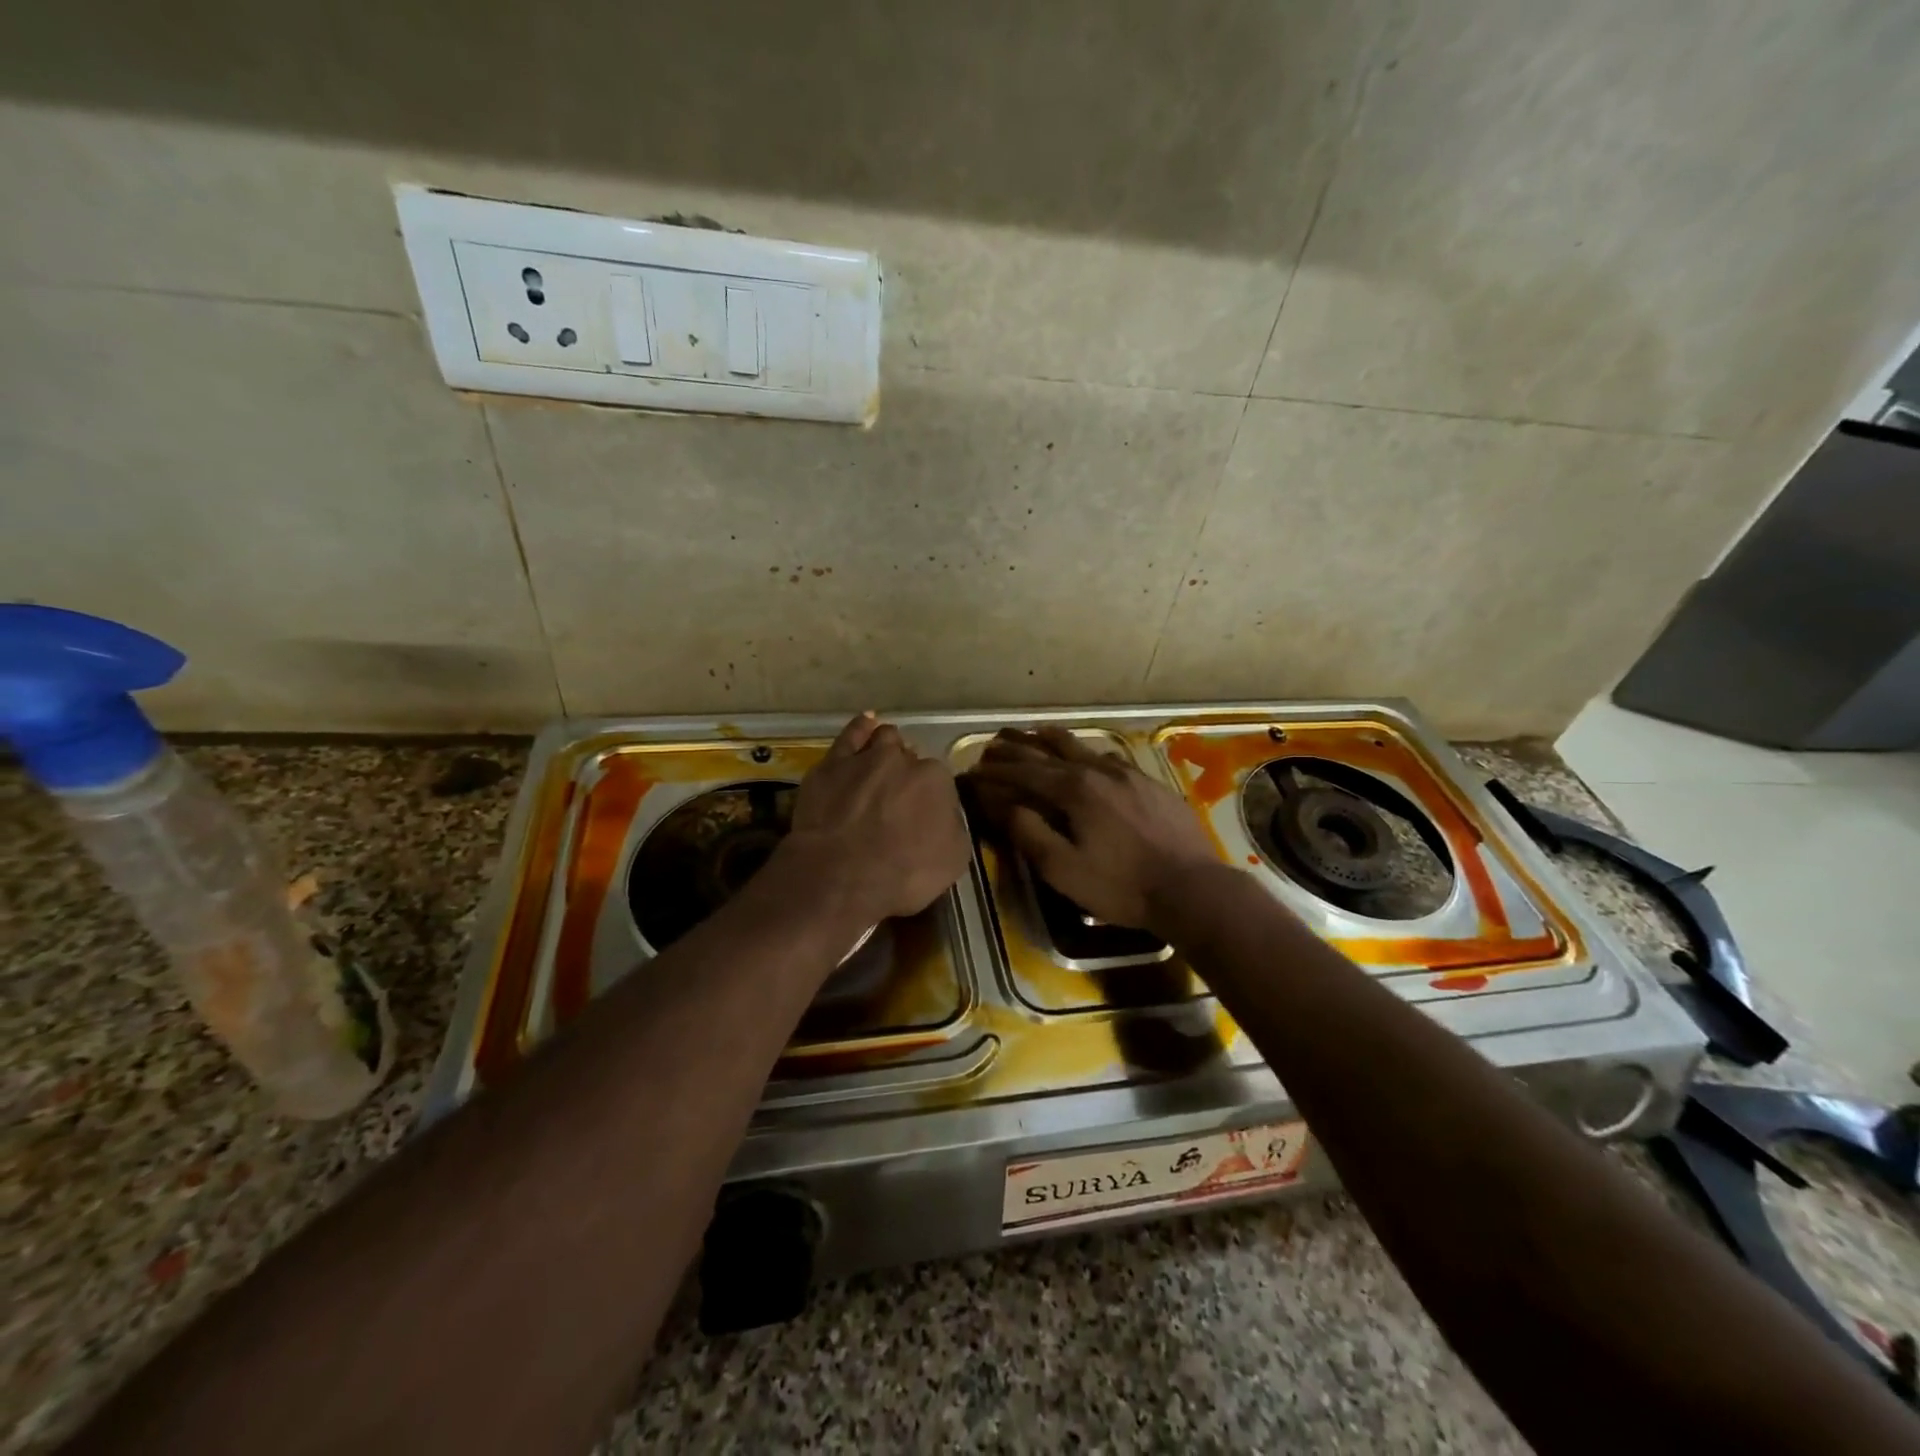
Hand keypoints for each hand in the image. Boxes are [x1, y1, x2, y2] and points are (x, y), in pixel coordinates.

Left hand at [779, 712, 970, 924]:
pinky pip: (850, 735)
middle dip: (907, 775)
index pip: (938, 780)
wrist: (841, 876)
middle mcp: (902, 760)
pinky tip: (867, 723)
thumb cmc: (904, 873)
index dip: (930, 797)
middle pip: (910, 759)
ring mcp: (865, 758)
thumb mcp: (953, 859)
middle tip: (898, 800)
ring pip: (883, 739)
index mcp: (936, 779)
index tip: (922, 814)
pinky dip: (861, 727)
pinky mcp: (831, 765)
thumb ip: (954, 826)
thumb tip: (946, 814)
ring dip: (887, 748)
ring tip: (883, 761)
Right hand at [965, 727, 1219, 931]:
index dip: (994, 772)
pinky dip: (1085, 753)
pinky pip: (1108, 757)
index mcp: (1073, 789)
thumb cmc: (1121, 885)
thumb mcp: (1063, 869)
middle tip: (992, 744)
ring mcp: (1127, 773)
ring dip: (1050, 740)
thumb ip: (1029, 832)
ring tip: (1033, 734)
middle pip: (1048, 751)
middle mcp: (1097, 770)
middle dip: (1016, 748)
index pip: (1023, 772)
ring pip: (1080, 747)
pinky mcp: (1149, 782)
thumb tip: (1002, 803)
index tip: (971, 771)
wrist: (1191, 888)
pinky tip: (1088, 757)